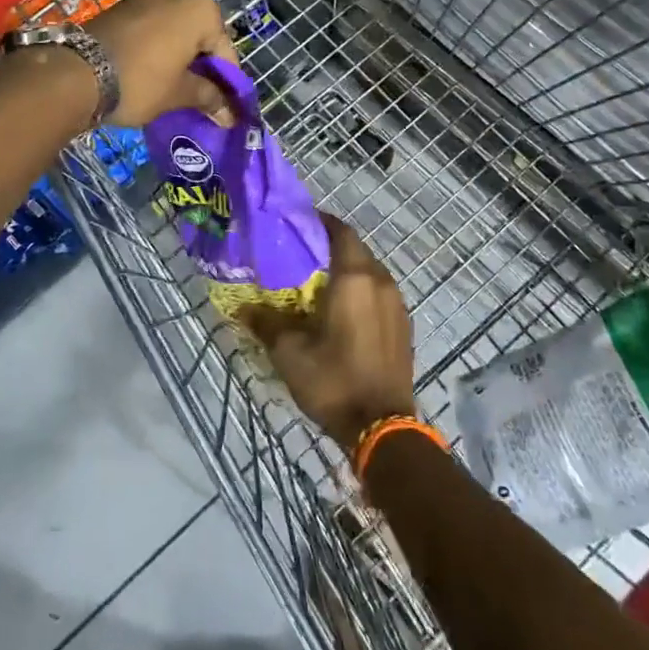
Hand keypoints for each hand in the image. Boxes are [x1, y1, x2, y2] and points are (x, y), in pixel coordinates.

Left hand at [83, 0, 237, 126]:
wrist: (75, 73)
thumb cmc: (140, 82)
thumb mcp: (178, 94)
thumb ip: (208, 98)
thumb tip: (228, 113)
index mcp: (199, 11)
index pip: (225, 50)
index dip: (227, 81)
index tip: (224, 106)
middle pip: (199, 35)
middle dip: (201, 65)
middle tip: (200, 96)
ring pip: (173, 31)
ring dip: (178, 56)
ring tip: (175, 87)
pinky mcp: (120, 9)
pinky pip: (150, 29)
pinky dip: (156, 49)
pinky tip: (151, 73)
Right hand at [243, 215, 417, 450]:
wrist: (383, 427)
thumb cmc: (334, 380)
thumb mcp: (289, 352)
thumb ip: (267, 323)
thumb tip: (244, 309)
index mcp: (354, 278)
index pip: (340, 231)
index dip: (320, 222)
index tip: (298, 224)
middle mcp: (380, 281)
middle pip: (356, 249)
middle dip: (330, 246)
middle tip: (301, 255)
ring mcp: (397, 303)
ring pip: (370, 271)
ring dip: (347, 269)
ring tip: (319, 282)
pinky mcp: (404, 325)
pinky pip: (379, 293)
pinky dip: (361, 291)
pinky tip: (342, 310)